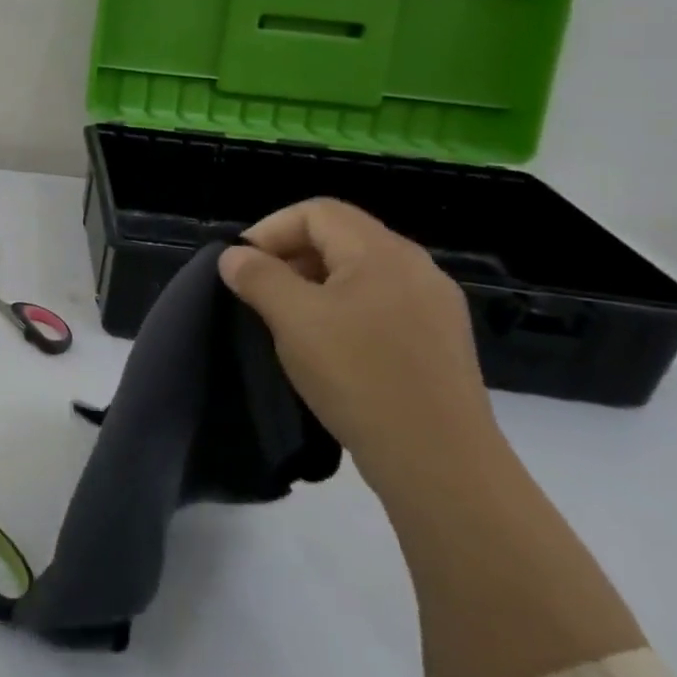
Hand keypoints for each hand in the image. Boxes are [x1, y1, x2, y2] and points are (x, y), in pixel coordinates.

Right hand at [218, 198, 501, 493]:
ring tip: (288, 322)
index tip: (242, 265)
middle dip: (290, 256)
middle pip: (340, 237)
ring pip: (359, 274)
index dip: (271, 228)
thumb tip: (235, 257)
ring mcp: (434, 307)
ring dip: (314, 285)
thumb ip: (257, 277)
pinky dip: (344, 311)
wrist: (441, 465)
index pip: (317, 211)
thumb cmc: (360, 376)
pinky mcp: (439, 343)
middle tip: (259, 293)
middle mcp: (415, 268)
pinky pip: (380, 306)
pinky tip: (330, 349)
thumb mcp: (293, 319)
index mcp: (383, 252)